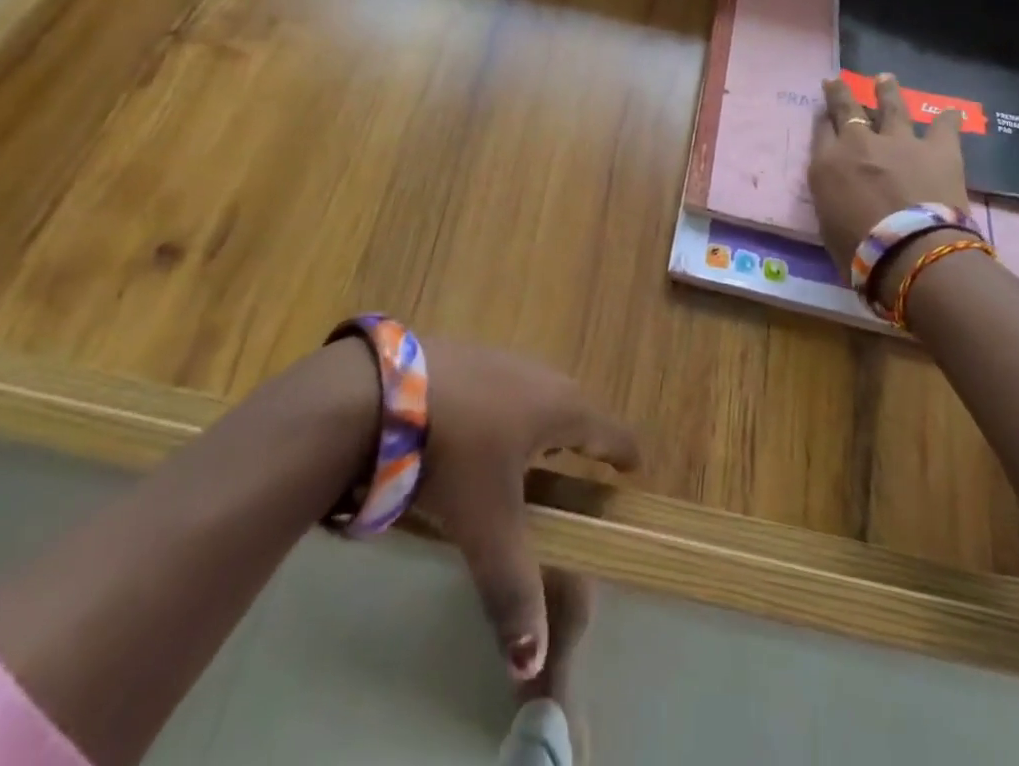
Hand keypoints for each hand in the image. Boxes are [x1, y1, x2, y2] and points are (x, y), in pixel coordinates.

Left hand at [415, 340, 639, 681]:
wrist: (383, 393)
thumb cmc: (455, 455)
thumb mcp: (486, 526)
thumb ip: (513, 589)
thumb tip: (532, 664)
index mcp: (560, 408)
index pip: (609, 431)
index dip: (624, 452)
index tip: (635, 467)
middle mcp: (539, 375)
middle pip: (573, 407)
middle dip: (581, 437)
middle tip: (582, 467)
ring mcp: (500, 359)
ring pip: (534, 393)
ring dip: (540, 422)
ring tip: (531, 451)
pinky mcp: (464, 355)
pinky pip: (500, 386)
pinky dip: (503, 410)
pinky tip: (478, 431)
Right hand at [809, 74, 968, 272]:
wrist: (908, 251)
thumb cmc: (858, 251)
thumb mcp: (827, 223)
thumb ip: (831, 198)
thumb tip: (839, 191)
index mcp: (828, 163)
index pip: (821, 131)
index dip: (823, 120)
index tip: (823, 113)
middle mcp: (860, 143)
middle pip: (847, 108)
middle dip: (841, 93)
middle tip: (837, 81)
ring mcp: (900, 141)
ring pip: (891, 106)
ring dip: (887, 91)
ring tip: (885, 78)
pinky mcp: (938, 149)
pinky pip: (943, 127)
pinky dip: (947, 120)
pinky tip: (951, 112)